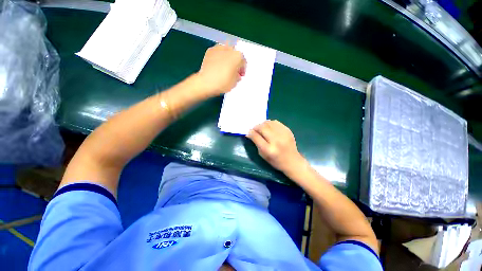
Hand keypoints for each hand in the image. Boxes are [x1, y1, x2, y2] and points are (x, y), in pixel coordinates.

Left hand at [197, 43, 245, 95]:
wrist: (206, 82)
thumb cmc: (223, 83)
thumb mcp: (235, 83)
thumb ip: (238, 77)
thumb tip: (236, 74)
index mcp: (238, 56)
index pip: (244, 62)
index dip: (242, 70)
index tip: (240, 75)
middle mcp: (229, 49)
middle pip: (235, 55)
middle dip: (235, 62)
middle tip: (233, 71)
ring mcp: (218, 48)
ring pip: (226, 52)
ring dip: (227, 58)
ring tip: (225, 68)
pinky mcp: (209, 50)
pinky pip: (217, 53)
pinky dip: (219, 57)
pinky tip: (217, 66)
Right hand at [247, 120, 306, 173]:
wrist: (292, 161)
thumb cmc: (276, 161)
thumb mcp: (263, 155)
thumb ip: (256, 143)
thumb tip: (250, 133)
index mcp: (269, 149)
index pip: (256, 137)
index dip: (251, 133)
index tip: (249, 132)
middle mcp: (276, 141)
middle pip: (263, 128)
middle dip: (256, 127)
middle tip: (254, 129)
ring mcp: (283, 135)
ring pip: (269, 123)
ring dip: (263, 124)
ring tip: (261, 127)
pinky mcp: (288, 131)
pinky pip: (276, 122)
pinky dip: (270, 123)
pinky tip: (269, 127)